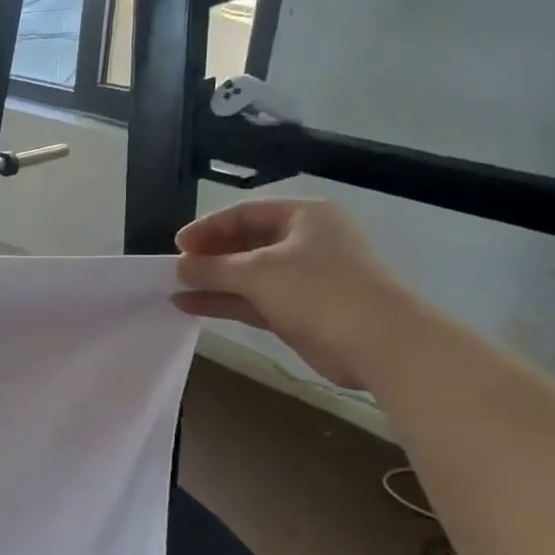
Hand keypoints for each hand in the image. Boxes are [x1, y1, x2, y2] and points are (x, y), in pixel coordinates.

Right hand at [174, 199, 414, 389]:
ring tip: (176, 288)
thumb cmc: (318, 290)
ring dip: (214, 281)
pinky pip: (255, 300)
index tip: (177, 245)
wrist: (378, 342)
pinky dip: (226, 302)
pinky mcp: (300, 310)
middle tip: (177, 268)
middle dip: (210, 256)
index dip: (208, 227)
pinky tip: (191, 306)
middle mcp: (305, 241)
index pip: (245, 213)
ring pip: (249, 275)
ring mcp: (304, 278)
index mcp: (304, 216)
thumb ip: (213, 267)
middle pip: (247, 242)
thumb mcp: (258, 272)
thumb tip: (179, 267)